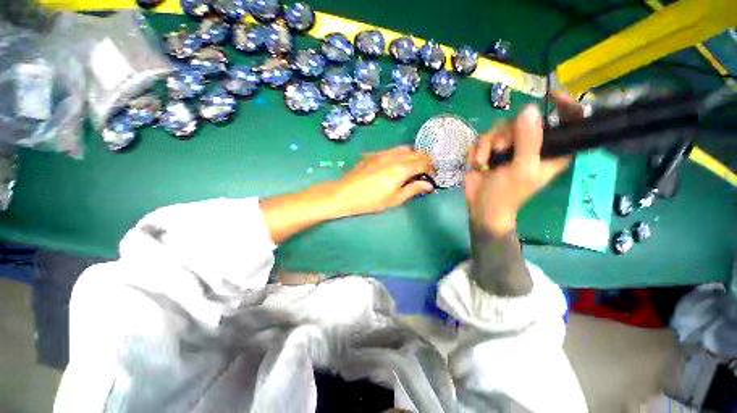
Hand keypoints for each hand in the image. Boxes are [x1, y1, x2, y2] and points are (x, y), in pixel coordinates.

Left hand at [333, 146, 434, 216]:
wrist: (345, 194)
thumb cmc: (371, 201)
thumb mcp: (394, 199)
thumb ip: (413, 189)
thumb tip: (428, 184)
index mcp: (401, 169)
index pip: (423, 162)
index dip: (431, 168)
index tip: (432, 176)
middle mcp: (394, 157)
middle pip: (416, 152)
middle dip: (424, 160)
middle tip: (425, 171)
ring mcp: (383, 153)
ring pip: (404, 148)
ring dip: (413, 155)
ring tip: (412, 166)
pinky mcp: (374, 154)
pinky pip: (392, 150)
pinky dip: (400, 154)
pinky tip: (396, 163)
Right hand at [465, 93, 582, 235]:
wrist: (481, 206)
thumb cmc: (507, 194)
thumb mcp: (521, 169)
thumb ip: (529, 140)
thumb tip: (529, 109)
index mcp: (551, 150)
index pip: (568, 122)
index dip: (565, 106)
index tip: (552, 96)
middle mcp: (531, 144)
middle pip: (523, 120)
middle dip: (506, 134)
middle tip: (501, 149)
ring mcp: (509, 147)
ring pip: (499, 128)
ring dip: (487, 144)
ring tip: (485, 161)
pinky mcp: (491, 150)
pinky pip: (484, 138)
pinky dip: (478, 150)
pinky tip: (478, 163)